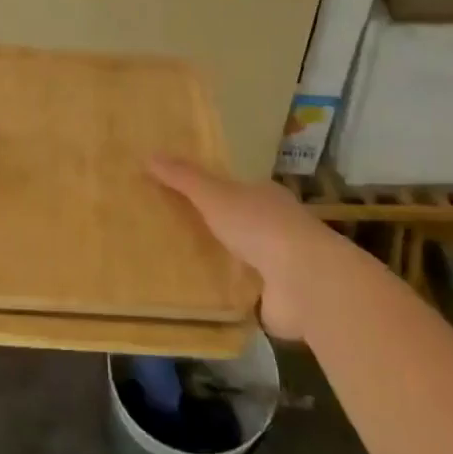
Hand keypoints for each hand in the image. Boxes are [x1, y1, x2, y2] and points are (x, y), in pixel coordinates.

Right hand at [147, 157, 342, 338]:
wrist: (303, 281)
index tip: (184, 197)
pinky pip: (247, 293)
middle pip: (240, 223)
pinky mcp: (278, 299)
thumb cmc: (259, 226)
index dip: (213, 192)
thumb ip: (183, 178)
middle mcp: (277, 226)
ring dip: (224, 263)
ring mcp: (281, 265)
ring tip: (183, 268)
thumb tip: (149, 154)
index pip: (237, 189)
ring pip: (244, 259)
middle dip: (216, 229)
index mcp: (266, 196)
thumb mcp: (214, 195)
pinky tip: (206, 298)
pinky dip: (231, 294)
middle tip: (176, 233)